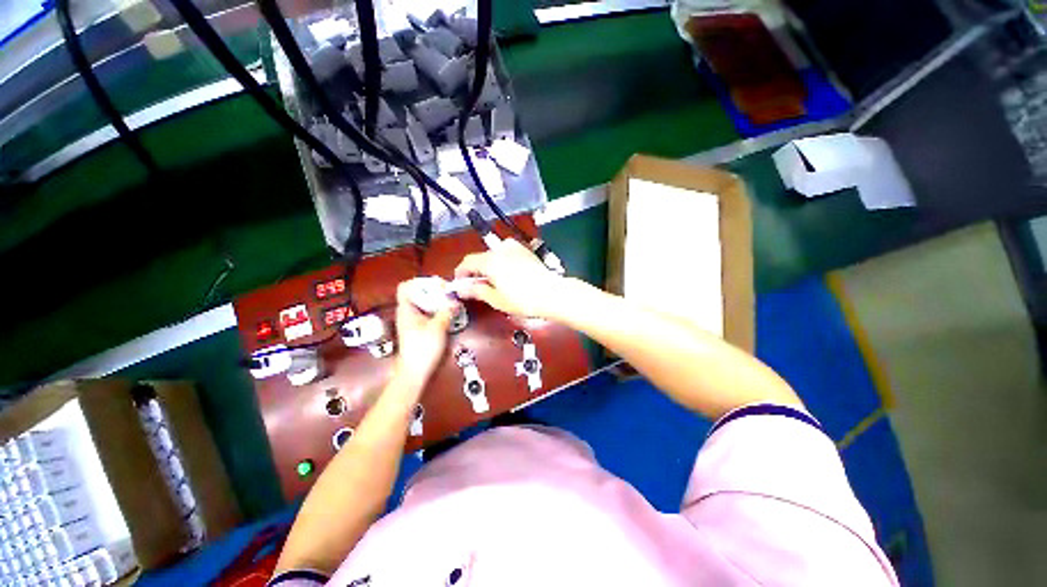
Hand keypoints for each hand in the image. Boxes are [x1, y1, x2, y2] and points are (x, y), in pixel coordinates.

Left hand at [393, 279, 455, 389]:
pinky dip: (438, 310)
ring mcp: (413, 321)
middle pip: (418, 293)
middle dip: (434, 291)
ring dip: (438, 301)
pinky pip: (428, 312)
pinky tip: (449, 314)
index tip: (438, 286)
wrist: (415, 372)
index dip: (421, 282)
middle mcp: (407, 312)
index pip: (405, 287)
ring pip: (424, 303)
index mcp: (406, 309)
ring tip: (452, 303)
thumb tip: (455, 301)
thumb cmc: (423, 348)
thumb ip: (446, 311)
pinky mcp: (419, 328)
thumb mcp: (438, 327)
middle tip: (449, 294)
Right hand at [453, 239, 570, 318]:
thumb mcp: (496, 299)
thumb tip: (461, 288)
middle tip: (477, 287)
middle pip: (480, 257)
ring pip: (494, 255)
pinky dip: (501, 262)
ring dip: (489, 266)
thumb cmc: (522, 300)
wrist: (551, 293)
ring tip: (494, 282)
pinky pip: (506, 253)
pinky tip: (507, 275)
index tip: (460, 284)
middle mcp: (501, 249)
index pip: (467, 262)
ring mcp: (515, 248)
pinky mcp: (525, 250)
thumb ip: (476, 290)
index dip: (461, 273)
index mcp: (490, 260)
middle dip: (476, 271)